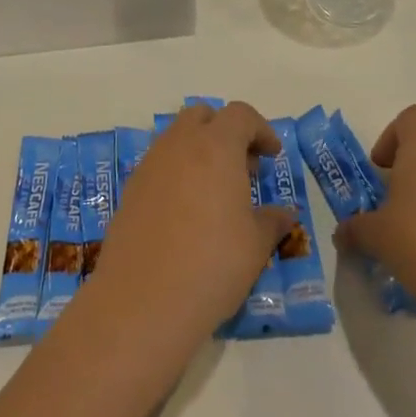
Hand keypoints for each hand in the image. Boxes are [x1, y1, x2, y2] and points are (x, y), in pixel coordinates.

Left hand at [88, 101, 295, 353]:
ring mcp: (149, 165)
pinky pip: (158, 165)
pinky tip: (186, 213)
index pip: (240, 115)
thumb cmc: (211, 265)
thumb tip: (285, 214)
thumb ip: (272, 221)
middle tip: (242, 168)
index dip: (261, 130)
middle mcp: (179, 145)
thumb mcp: (255, 245)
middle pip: (202, 116)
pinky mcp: (130, 190)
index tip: (272, 156)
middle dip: (225, 131)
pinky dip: (176, 173)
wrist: (142, 301)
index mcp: (215, 146)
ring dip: (198, 151)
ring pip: (176, 138)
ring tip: (215, 193)